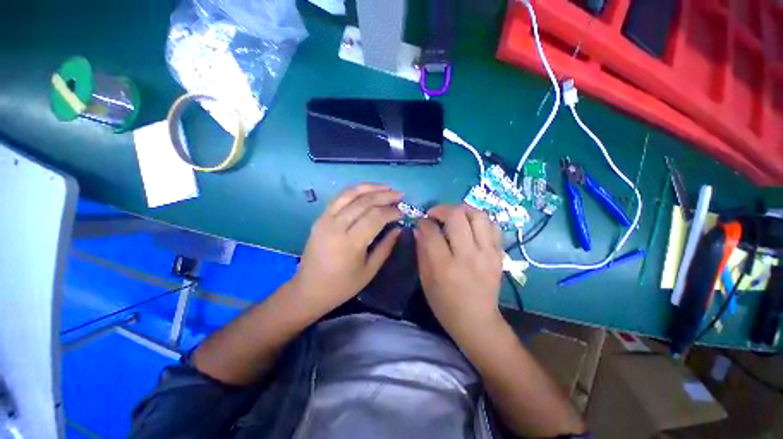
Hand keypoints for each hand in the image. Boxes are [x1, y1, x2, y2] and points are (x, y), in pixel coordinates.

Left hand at [293, 184, 402, 315]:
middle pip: (364, 202)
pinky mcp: (320, 218)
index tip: (404, 211)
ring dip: (370, 187)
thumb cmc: (342, 285)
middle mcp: (337, 226)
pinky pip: (339, 198)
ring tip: (386, 187)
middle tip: (400, 195)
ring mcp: (325, 219)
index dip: (392, 211)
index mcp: (350, 243)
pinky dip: (354, 190)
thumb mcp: (369, 271)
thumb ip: (386, 247)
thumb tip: (399, 228)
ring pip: (350, 194)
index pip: (375, 217)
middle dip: (385, 195)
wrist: (309, 289)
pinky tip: (366, 190)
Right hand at [414, 205, 503, 338]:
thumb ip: (421, 251)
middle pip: (456, 216)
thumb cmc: (445, 303)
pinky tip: (470, 226)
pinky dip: (479, 220)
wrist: (477, 321)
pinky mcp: (499, 254)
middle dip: (441, 209)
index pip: (432, 231)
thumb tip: (419, 228)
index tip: (421, 223)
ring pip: (477, 215)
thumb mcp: (425, 279)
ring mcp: (487, 254)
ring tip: (453, 216)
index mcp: (445, 266)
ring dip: (462, 210)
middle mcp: (468, 256)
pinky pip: (492, 225)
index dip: (423, 222)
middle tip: (435, 215)